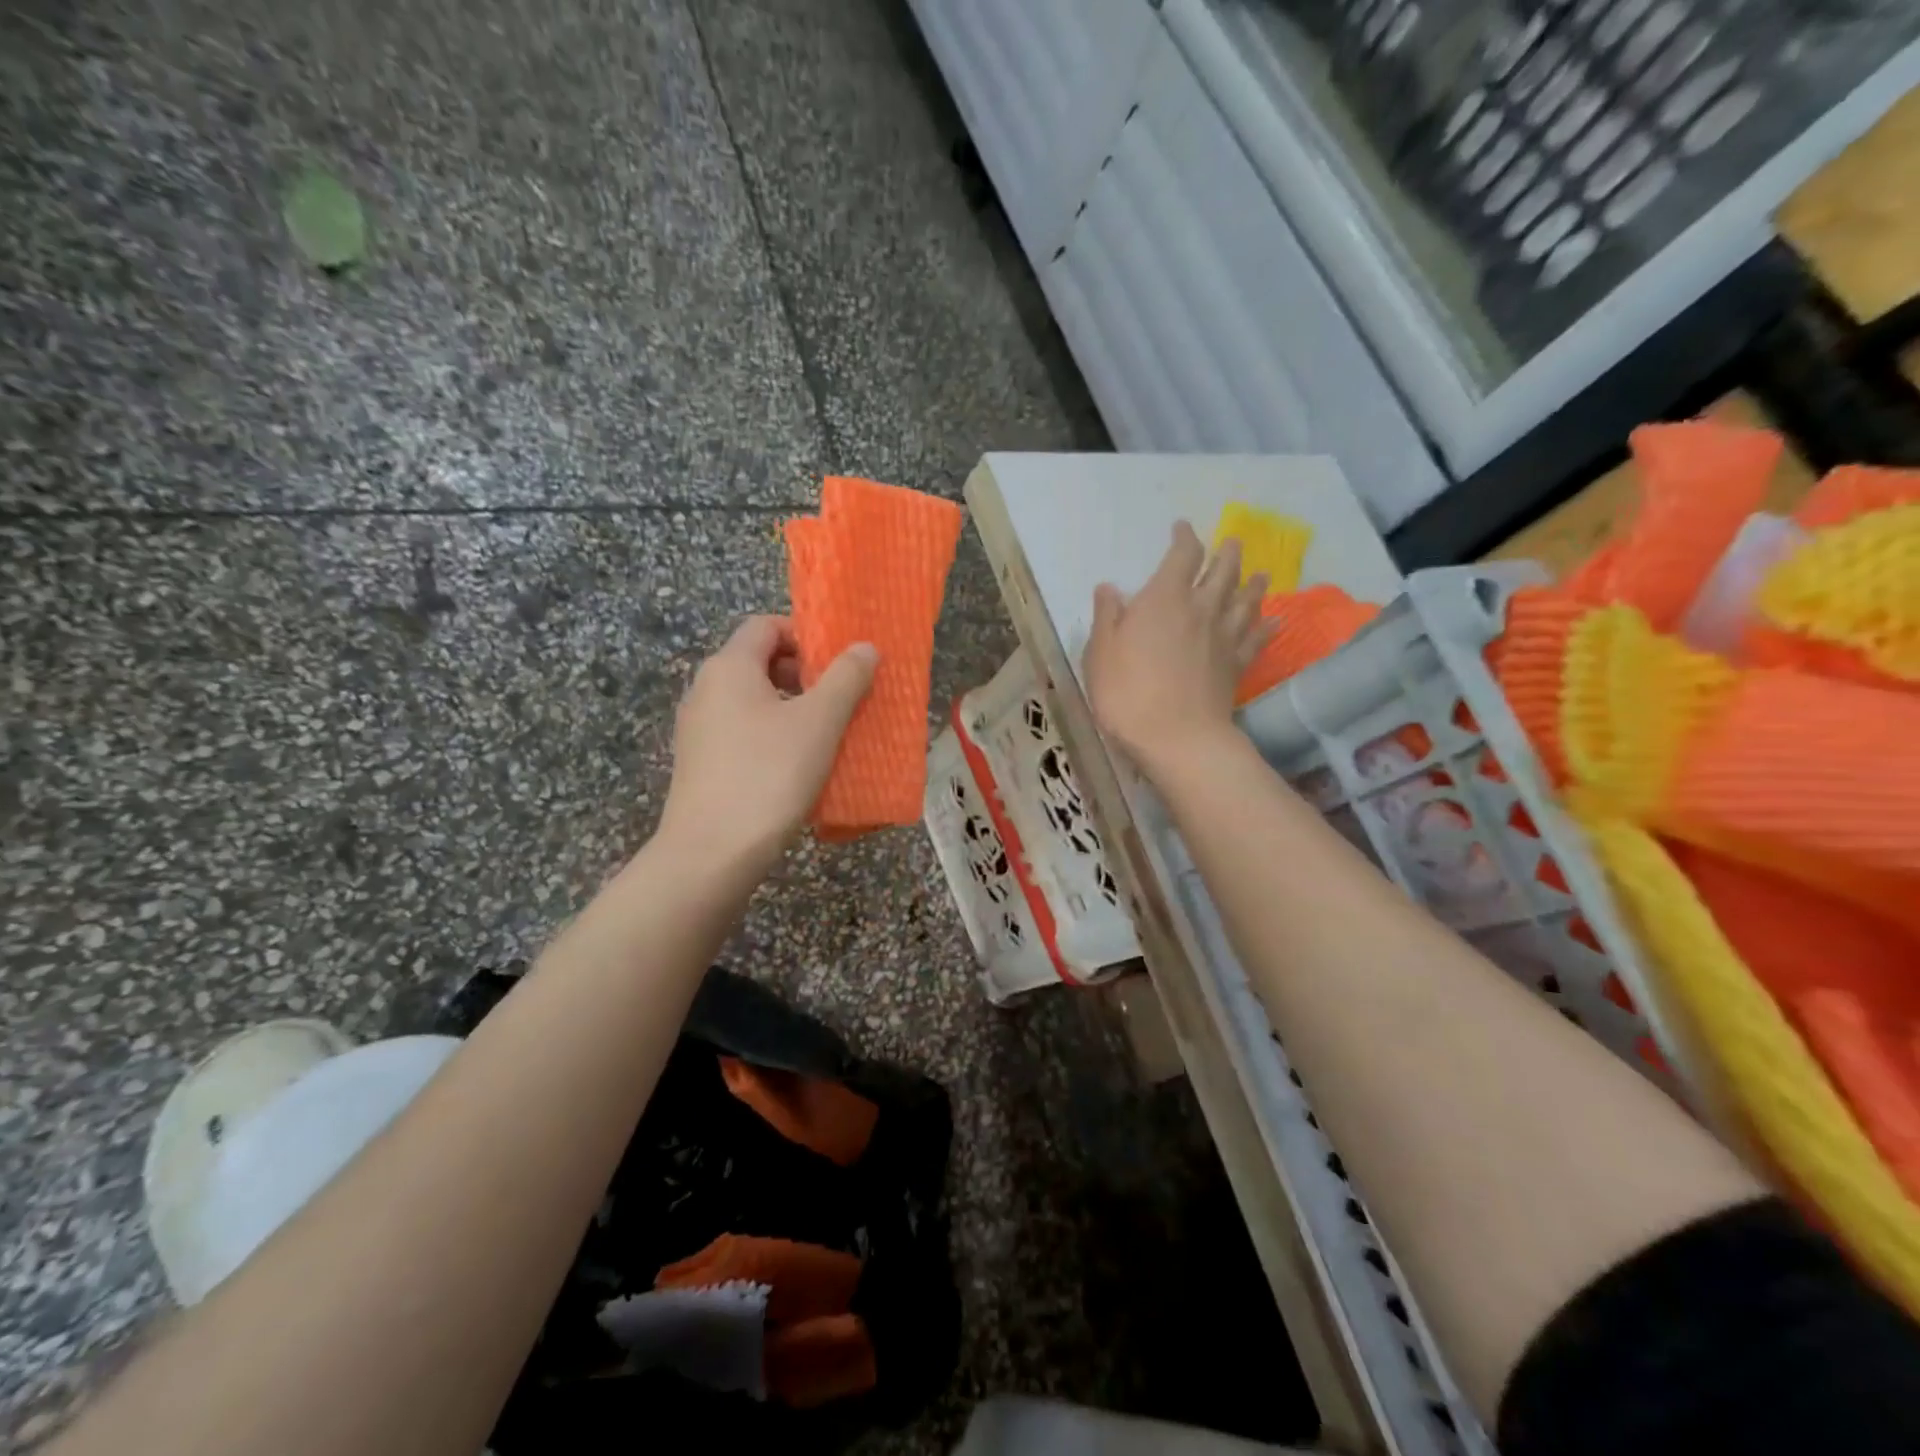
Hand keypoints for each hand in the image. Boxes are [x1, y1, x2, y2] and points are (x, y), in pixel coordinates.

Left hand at [658, 616, 877, 876]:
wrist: (711, 853)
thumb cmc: (769, 774)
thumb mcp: (819, 722)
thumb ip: (846, 678)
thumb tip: (864, 646)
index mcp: (729, 667)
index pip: (765, 626)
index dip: (805, 635)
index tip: (839, 662)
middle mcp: (705, 689)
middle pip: (758, 662)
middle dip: (803, 674)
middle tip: (840, 697)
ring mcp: (698, 729)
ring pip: (752, 701)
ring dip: (791, 707)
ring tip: (826, 733)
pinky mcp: (700, 763)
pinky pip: (742, 732)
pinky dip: (772, 735)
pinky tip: (798, 765)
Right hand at [1084, 522, 1271, 775]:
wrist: (1176, 737)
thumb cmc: (1127, 692)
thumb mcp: (1100, 653)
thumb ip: (1106, 617)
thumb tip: (1109, 587)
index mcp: (1165, 599)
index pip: (1182, 555)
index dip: (1184, 537)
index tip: (1182, 528)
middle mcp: (1201, 608)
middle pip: (1223, 572)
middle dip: (1227, 553)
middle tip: (1232, 543)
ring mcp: (1224, 637)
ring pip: (1245, 601)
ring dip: (1252, 584)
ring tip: (1259, 574)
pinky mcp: (1237, 665)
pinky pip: (1257, 638)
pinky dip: (1267, 626)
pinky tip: (1274, 620)